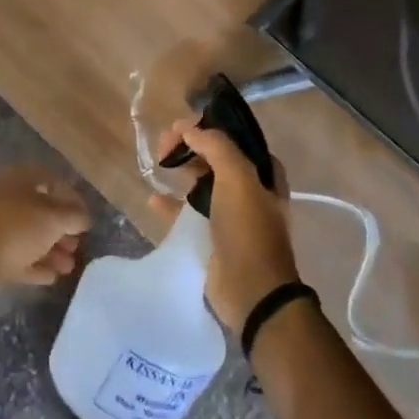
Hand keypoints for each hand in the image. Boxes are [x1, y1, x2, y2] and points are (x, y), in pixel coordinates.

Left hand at [0, 167, 90, 285]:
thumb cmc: (16, 226)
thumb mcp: (53, 219)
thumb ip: (74, 216)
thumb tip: (83, 217)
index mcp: (22, 179)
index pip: (55, 184)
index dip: (74, 202)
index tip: (87, 222)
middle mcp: (9, 197)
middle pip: (42, 212)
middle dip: (63, 231)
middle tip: (77, 247)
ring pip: (30, 236)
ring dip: (52, 251)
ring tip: (69, 268)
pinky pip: (18, 255)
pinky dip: (35, 264)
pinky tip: (52, 277)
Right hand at [149, 120, 298, 334]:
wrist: (250, 290)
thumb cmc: (248, 229)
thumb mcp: (238, 177)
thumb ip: (216, 146)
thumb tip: (188, 129)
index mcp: (265, 174)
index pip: (235, 139)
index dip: (209, 129)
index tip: (180, 128)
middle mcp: (251, 192)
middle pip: (216, 159)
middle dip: (191, 148)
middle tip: (163, 145)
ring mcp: (231, 216)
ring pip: (202, 184)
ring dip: (182, 172)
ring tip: (158, 164)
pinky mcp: (212, 238)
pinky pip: (188, 214)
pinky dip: (172, 205)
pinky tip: (154, 198)